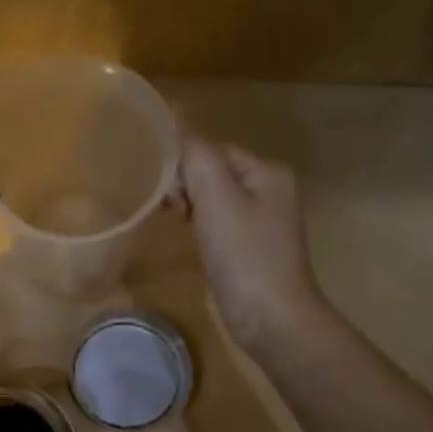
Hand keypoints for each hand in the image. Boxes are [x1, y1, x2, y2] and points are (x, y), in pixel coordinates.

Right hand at [178, 130, 325, 353]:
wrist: (272, 321)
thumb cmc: (244, 257)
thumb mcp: (217, 198)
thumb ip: (196, 154)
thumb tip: (175, 110)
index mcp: (267, 172)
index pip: (213, 149)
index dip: (182, 163)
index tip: (160, 187)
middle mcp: (269, 191)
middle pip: (212, 171)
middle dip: (184, 184)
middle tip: (166, 209)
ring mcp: (261, 223)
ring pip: (213, 199)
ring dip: (189, 205)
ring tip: (172, 222)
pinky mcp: (250, 250)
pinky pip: (217, 224)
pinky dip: (199, 227)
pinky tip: (188, 241)